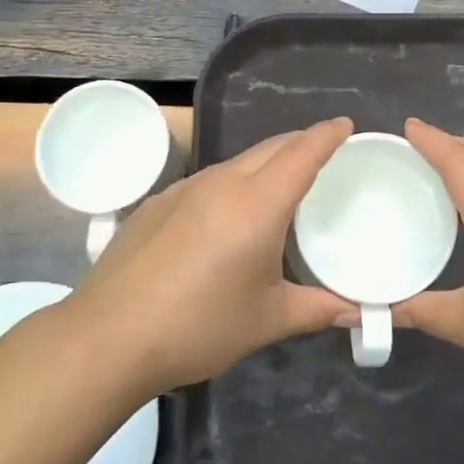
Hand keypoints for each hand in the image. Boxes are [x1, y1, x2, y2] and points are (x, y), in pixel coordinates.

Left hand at [70, 118, 357, 394]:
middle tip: (322, 153)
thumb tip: (358, 314)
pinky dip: (230, 185)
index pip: (301, 154)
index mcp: (256, 206)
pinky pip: (205, 182)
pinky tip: (224, 218)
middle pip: (269, 149)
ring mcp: (182, 191)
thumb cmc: (197, 327)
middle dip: (299, 143)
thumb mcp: (266, 320)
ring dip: (264, 164)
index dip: (326, 135)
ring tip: (278, 187)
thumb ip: (317, 310)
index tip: (345, 125)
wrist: (106, 338)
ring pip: (235, 163)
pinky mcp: (155, 205)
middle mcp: (220, 185)